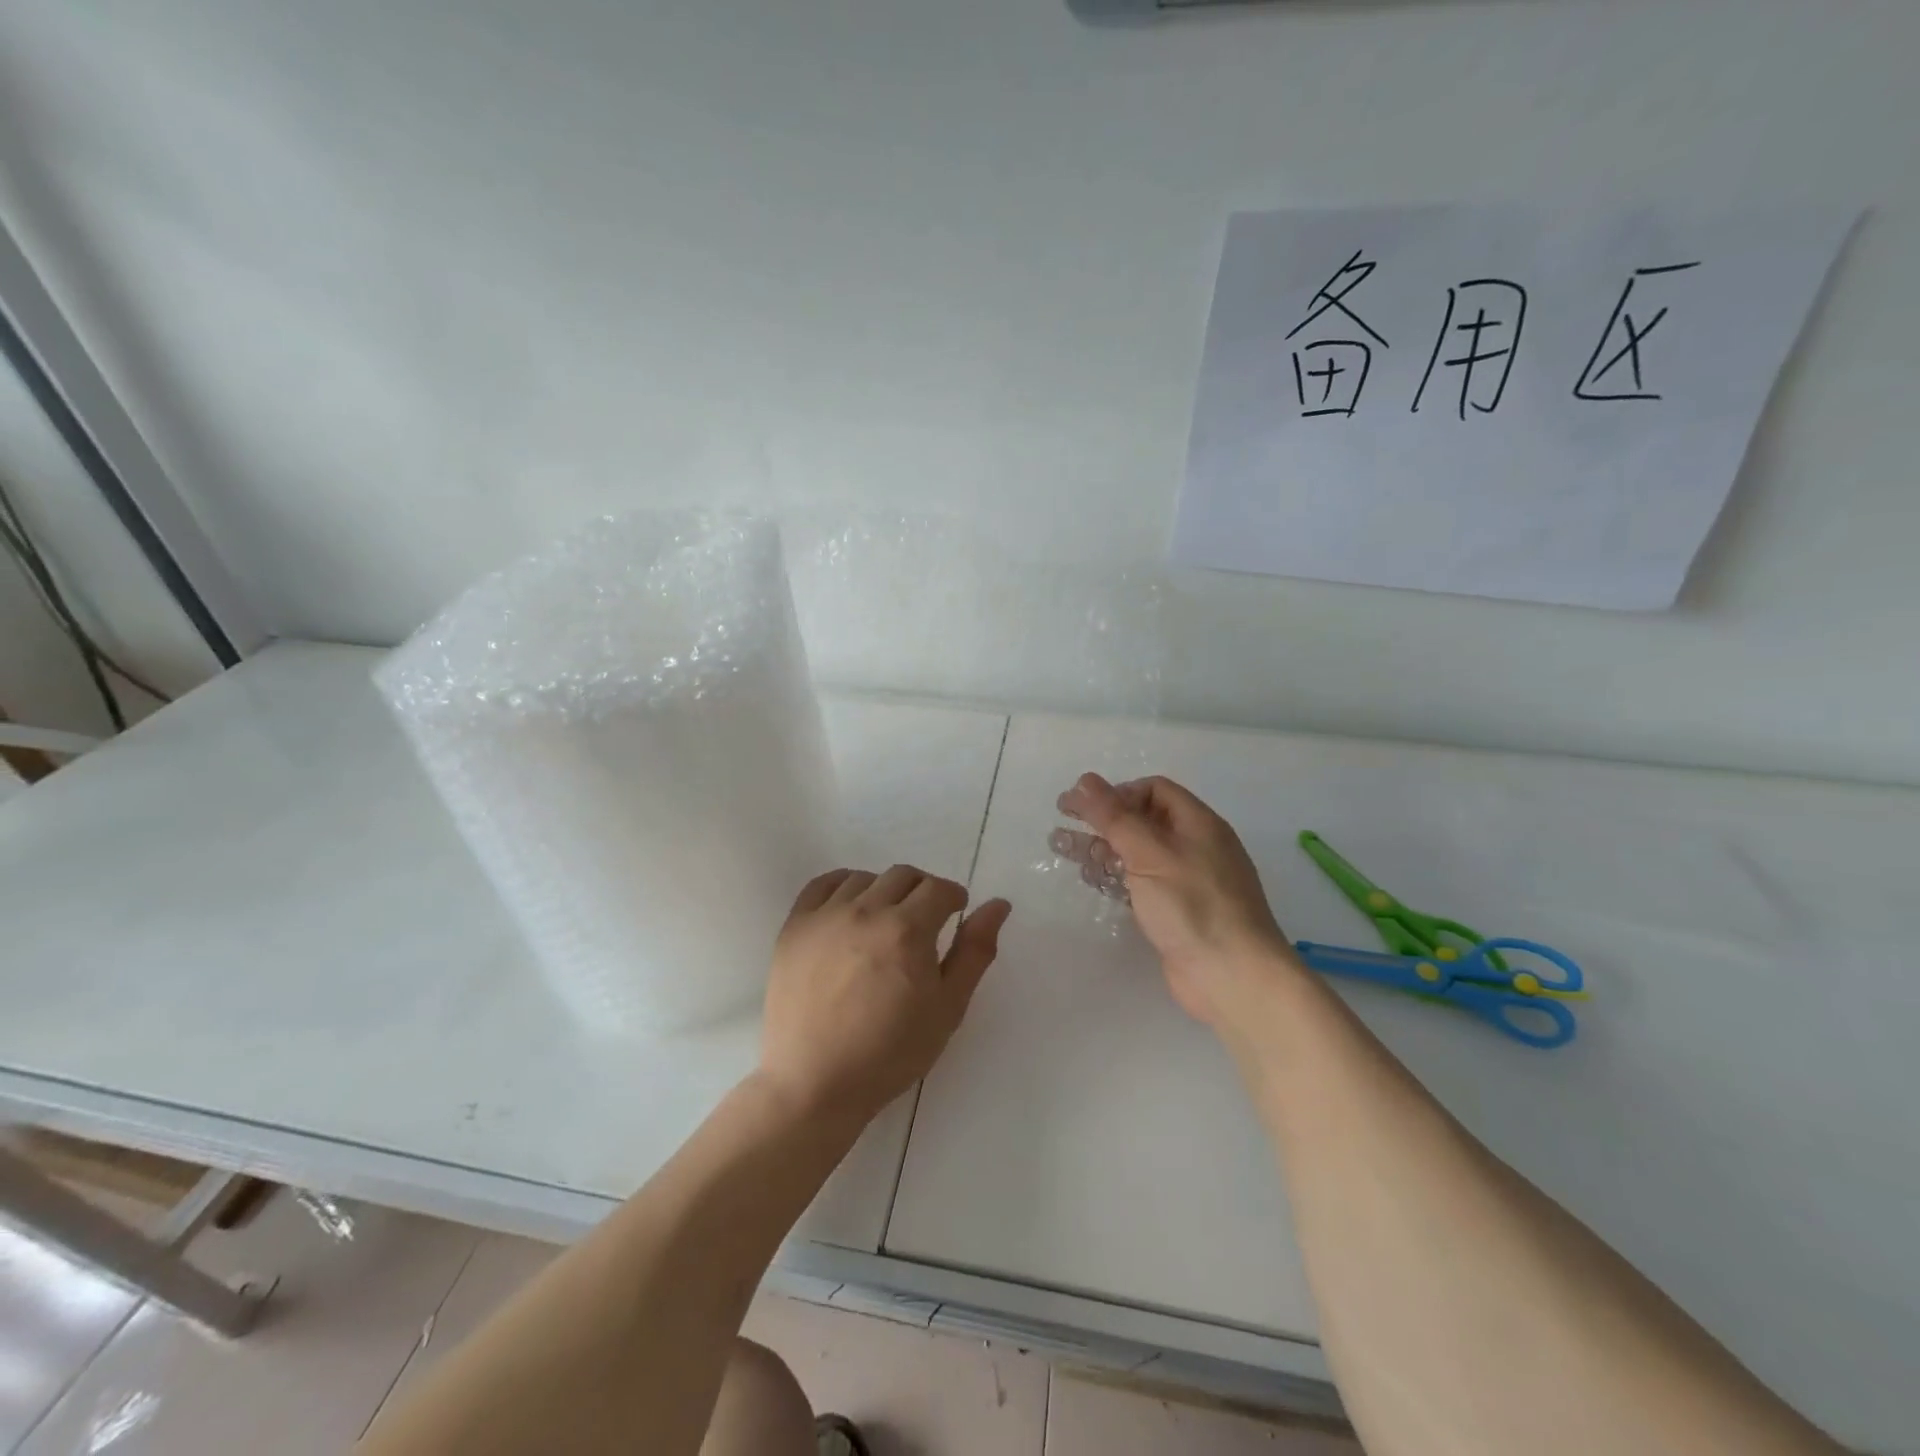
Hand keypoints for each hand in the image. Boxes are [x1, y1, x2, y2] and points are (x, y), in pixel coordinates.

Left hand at [757, 865, 1011, 1129]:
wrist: (814, 1083)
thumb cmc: (890, 1053)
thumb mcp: (948, 1008)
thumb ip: (975, 951)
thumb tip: (998, 904)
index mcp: (908, 930)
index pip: (939, 889)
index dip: (953, 898)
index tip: (954, 914)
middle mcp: (866, 911)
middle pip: (904, 876)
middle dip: (923, 890)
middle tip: (925, 920)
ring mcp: (826, 916)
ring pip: (865, 878)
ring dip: (885, 890)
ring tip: (886, 921)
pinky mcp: (795, 926)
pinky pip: (823, 885)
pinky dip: (843, 886)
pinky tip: (850, 908)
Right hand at [1054, 773, 1296, 1031]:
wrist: (1233, 977)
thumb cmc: (1192, 906)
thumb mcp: (1150, 854)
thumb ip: (1115, 816)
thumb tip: (1085, 780)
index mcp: (1198, 824)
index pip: (1154, 790)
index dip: (1118, 792)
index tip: (1084, 807)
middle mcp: (1194, 846)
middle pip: (1142, 820)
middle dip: (1102, 819)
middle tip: (1062, 821)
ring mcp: (1186, 881)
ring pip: (1137, 853)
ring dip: (1101, 847)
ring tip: (1061, 847)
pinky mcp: (1175, 911)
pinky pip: (1140, 883)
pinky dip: (1115, 877)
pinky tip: (1090, 879)